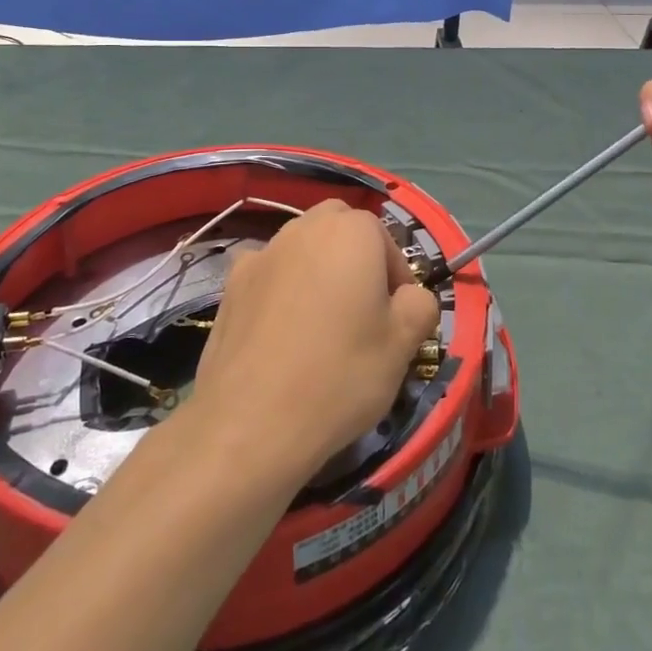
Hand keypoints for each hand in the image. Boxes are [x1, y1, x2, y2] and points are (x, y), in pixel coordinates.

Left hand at [190, 200, 439, 479]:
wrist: (252, 422)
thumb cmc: (341, 374)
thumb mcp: (404, 344)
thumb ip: (420, 304)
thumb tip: (409, 296)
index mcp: (351, 232)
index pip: (383, 236)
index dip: (395, 274)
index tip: (396, 316)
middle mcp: (304, 228)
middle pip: (338, 227)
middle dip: (354, 255)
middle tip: (362, 308)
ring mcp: (263, 253)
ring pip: (301, 245)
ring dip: (316, 268)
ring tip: (321, 322)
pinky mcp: (231, 284)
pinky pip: (268, 273)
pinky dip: (280, 288)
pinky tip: (281, 330)